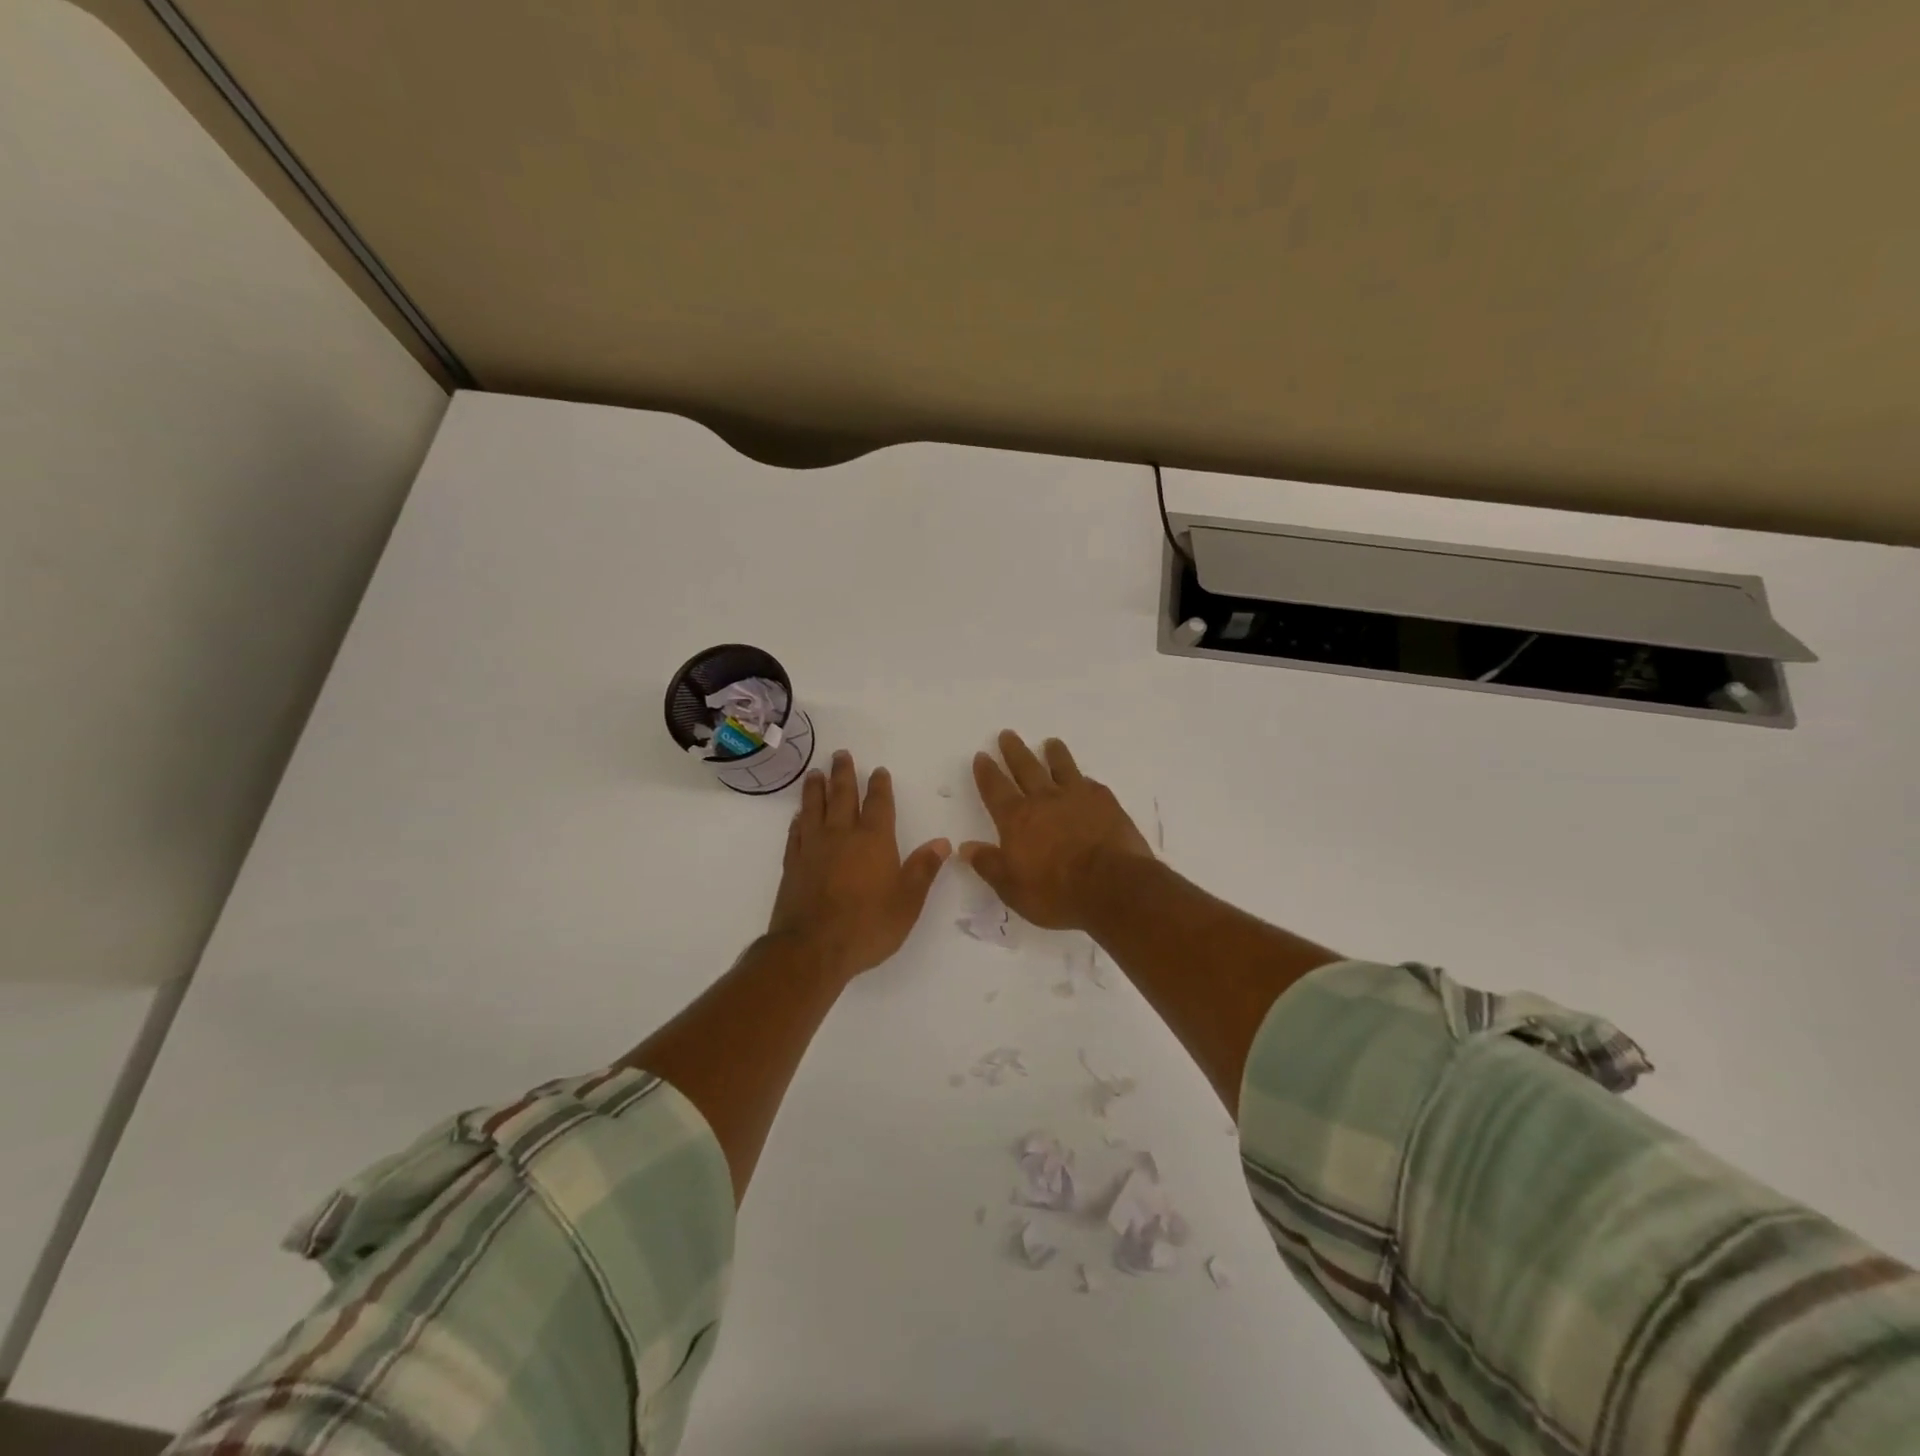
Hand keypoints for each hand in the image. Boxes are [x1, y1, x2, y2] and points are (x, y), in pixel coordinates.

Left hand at [767, 750, 951, 982]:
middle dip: (844, 774)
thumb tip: (942, 842)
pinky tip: (798, 816)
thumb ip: (923, 869)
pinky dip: (798, 821)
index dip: (879, 786)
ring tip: (815, 773)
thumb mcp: (908, 901)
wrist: (812, 949)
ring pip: (814, 809)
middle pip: (842, 796)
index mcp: (874, 840)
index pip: (879, 804)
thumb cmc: (868, 926)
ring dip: (816, 789)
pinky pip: (796, 834)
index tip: (878, 771)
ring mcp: (813, 848)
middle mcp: (842, 836)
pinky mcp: (793, 865)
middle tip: (841, 754)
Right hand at [960, 730, 1152, 930]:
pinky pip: (1091, 784)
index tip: (981, 755)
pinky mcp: (1106, 803)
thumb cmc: (1056, 892)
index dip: (987, 772)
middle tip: (1007, 734)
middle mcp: (1044, 800)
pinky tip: (1085, 778)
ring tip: (1050, 742)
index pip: (995, 789)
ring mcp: (1078, 798)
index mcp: (1017, 819)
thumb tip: (965, 847)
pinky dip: (1083, 779)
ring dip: (1054, 754)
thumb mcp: (1012, 888)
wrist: (1112, 886)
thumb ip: (989, 864)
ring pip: (1062, 768)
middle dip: (1014, 751)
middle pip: (1026, 768)